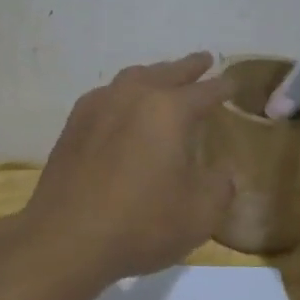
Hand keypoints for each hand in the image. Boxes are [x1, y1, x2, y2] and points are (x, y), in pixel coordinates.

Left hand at [20, 52, 233, 281]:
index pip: (205, 91)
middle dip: (188, 67)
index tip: (234, 83)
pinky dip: (124, 94)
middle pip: (167, 72)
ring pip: (133, 78)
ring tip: (164, 78)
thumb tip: (221, 172)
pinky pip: (107, 95)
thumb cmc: (141, 224)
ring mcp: (98, 106)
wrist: (66, 239)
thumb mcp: (200, 213)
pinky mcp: (73, 124)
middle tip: (203, 60)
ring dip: (154, 75)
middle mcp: (132, 96)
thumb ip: (220, 185)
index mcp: (168, 110)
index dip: (223, 87)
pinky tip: (123, 107)